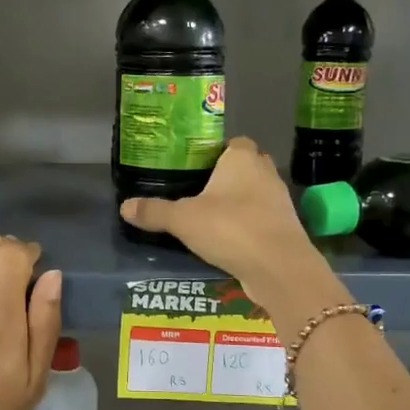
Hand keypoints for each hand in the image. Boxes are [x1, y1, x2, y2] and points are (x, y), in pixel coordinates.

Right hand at [118, 138, 319, 290]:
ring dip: (239, 203)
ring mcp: (279, 200)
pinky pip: (262, 219)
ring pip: (256, 193)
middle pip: (246, 166)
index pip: (233, 142)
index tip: (195, 167)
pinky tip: (228, 240)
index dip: (216, 152)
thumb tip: (124, 207)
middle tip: (199, 192)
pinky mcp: (285, 227)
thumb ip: (154, 212)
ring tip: (210, 218)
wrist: (279, 267)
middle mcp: (265, 172)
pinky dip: (248, 226)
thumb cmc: (230, 228)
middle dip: (227, 177)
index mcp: (242, 158)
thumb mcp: (183, 220)